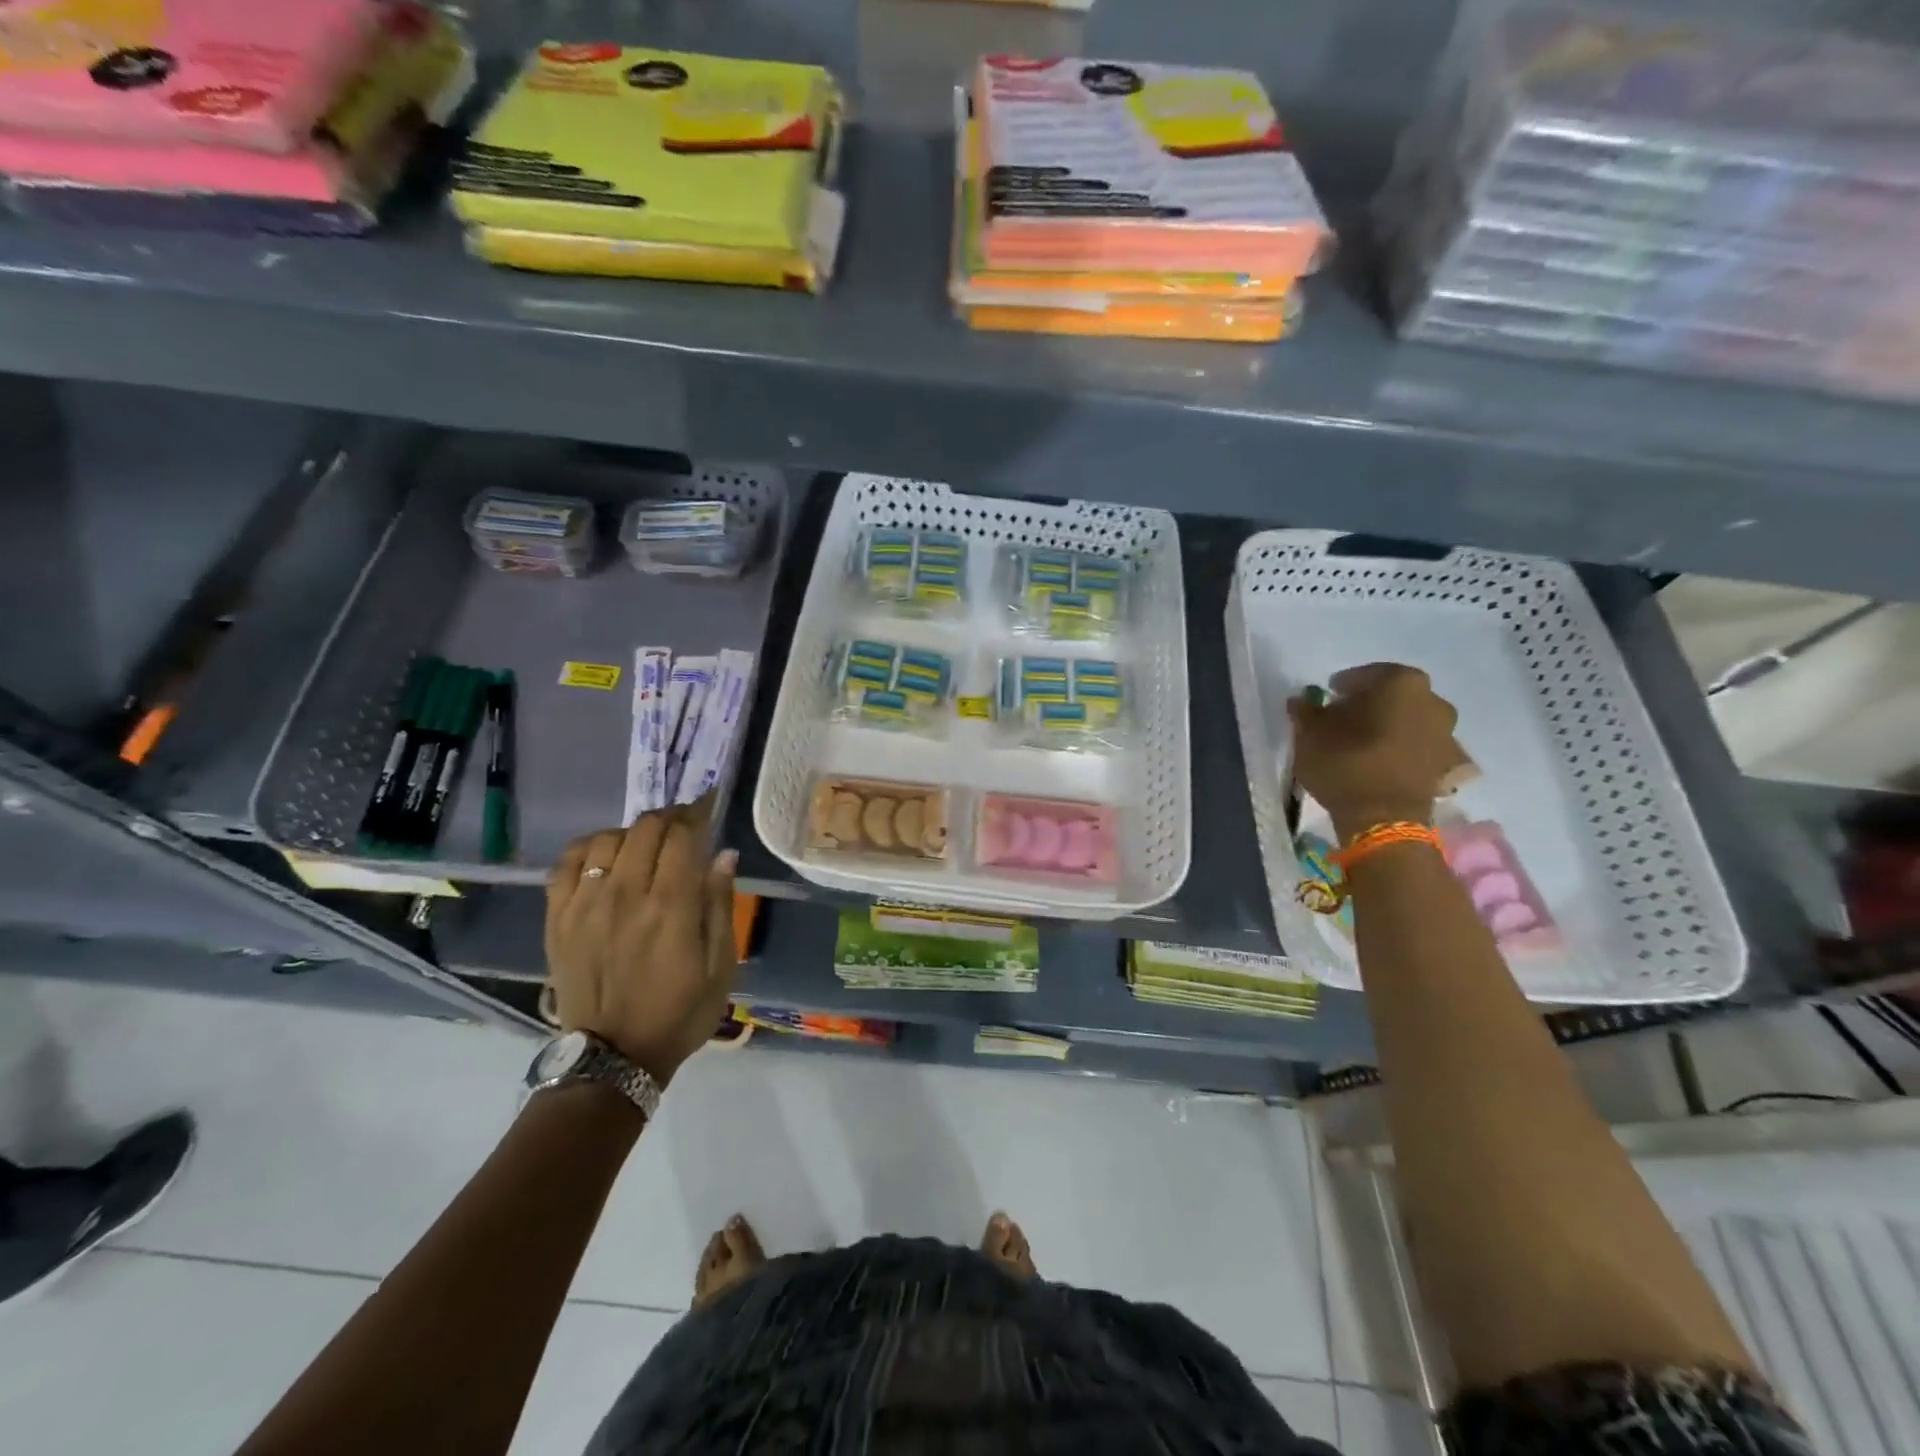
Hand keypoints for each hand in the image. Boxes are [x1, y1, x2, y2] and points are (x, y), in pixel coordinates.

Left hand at [544, 802, 738, 1085]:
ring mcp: (585, 904)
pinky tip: (605, 855)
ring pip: (608, 838)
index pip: (683, 836)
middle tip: (683, 826)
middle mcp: (626, 894)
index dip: (698, 814)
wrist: (613, 1057)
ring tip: (647, 844)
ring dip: (633, 832)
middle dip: (669, 817)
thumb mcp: (720, 966)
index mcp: (671, 906)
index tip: (708, 808)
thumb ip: (720, 905)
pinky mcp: (558, 918)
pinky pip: (566, 862)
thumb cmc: (680, 1012)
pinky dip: (589, 847)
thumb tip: (723, 855)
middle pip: (646, 828)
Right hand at [1287, 663, 1460, 837]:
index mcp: (1400, 682)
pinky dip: (1400, 750)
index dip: (1341, 688)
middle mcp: (1433, 700)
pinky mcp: (1447, 764)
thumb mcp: (1310, 735)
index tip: (1326, 701)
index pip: (1364, 675)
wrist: (1384, 819)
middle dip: (1368, 705)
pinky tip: (1379, 763)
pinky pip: (1418, 747)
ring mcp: (1446, 733)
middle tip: (1342, 721)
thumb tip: (1302, 701)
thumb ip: (1306, 712)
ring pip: (1407, 720)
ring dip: (1387, 727)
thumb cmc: (1345, 764)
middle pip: (1392, 696)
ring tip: (1360, 745)